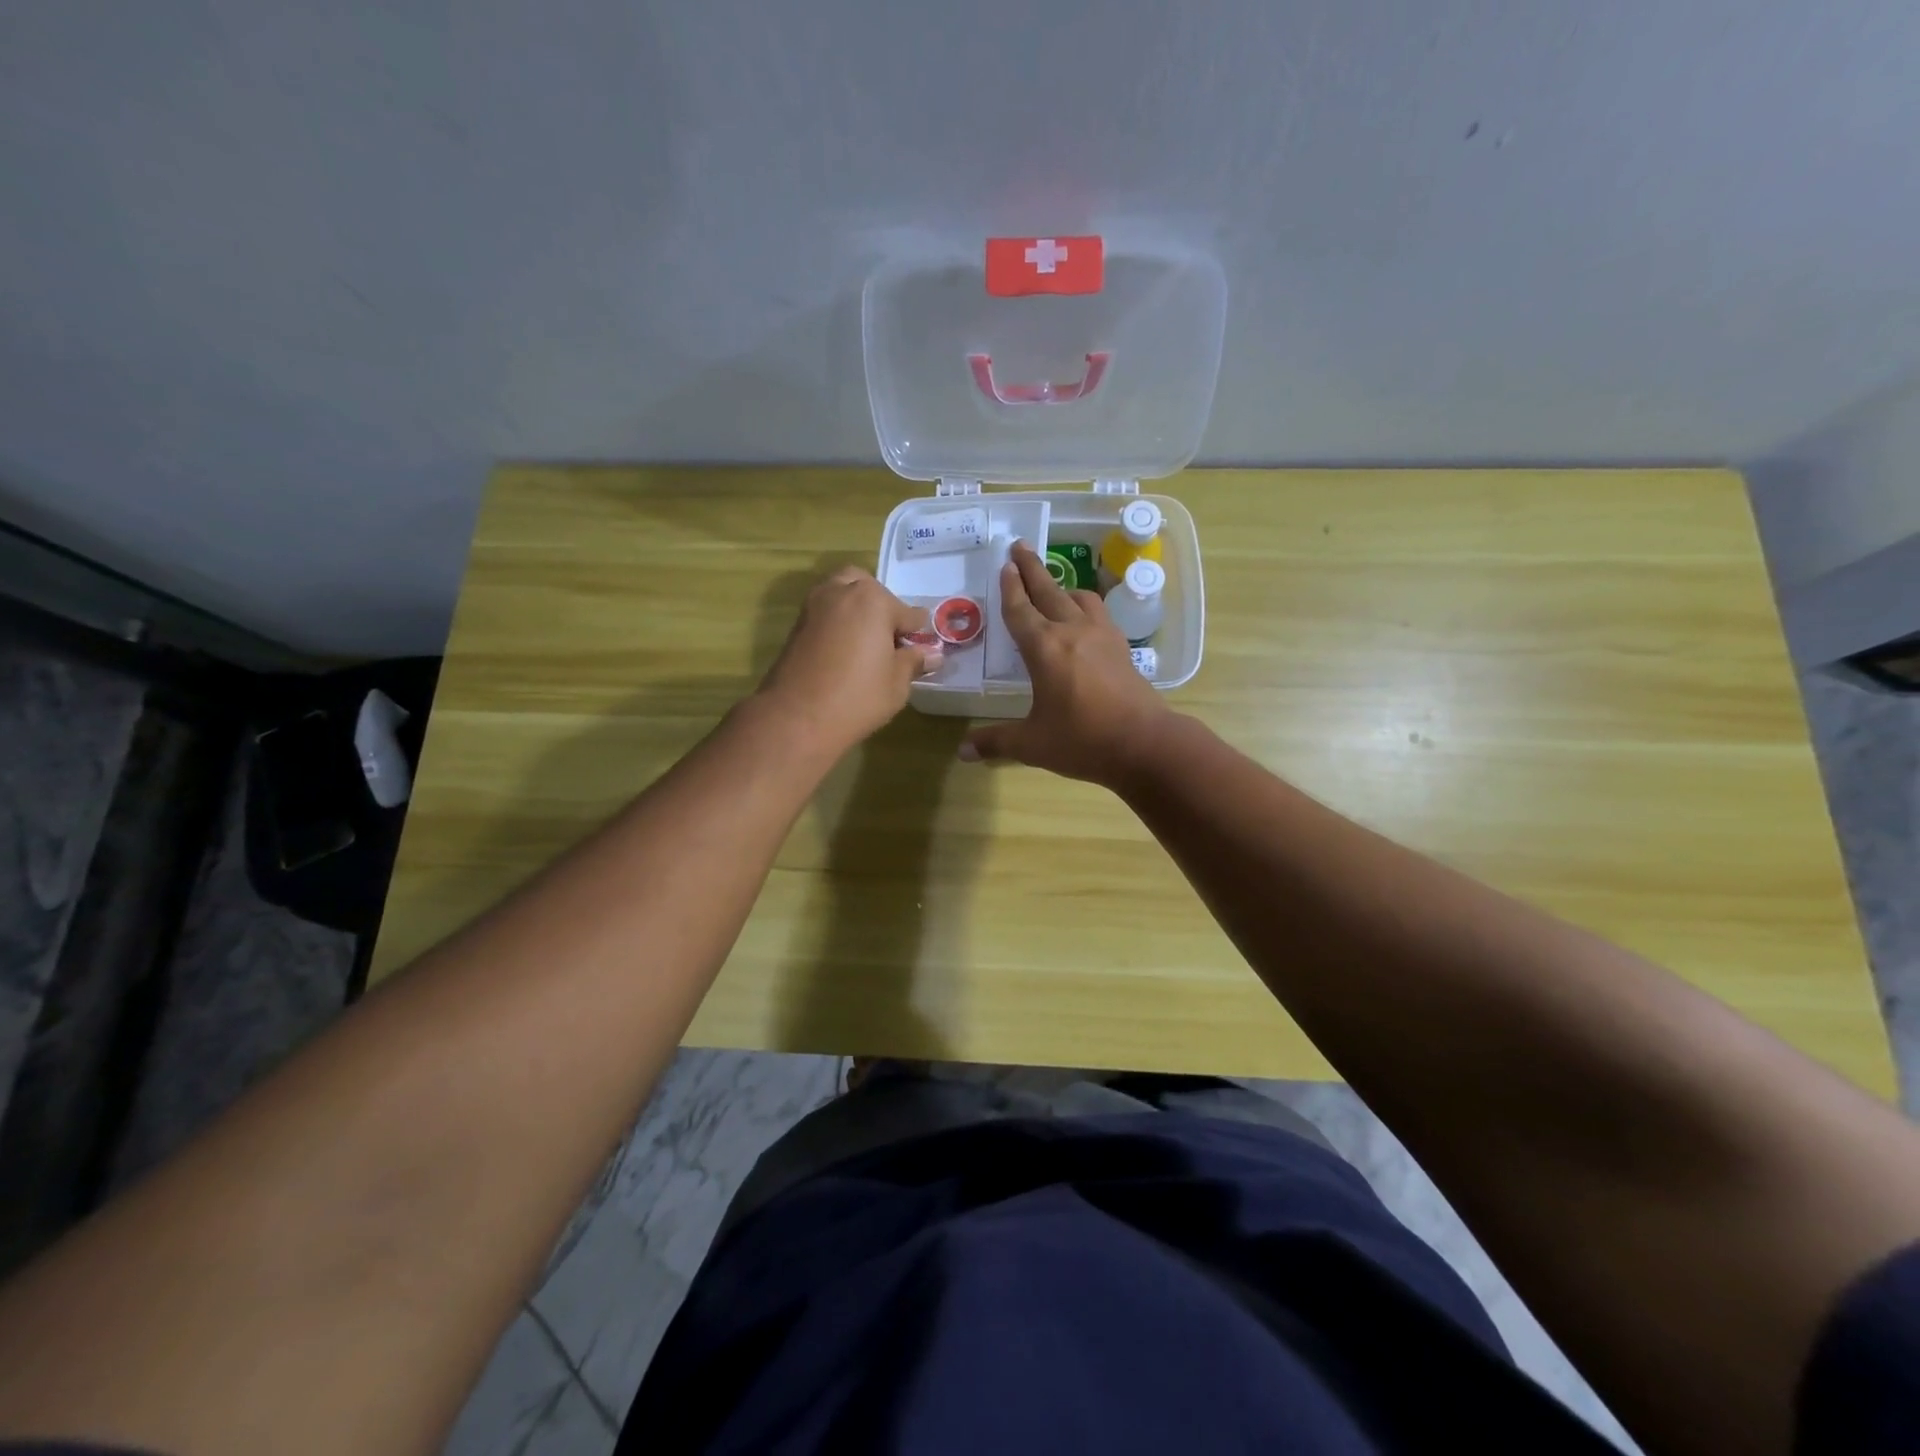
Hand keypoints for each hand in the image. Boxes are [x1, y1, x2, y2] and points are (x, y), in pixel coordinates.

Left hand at [755, 566, 936, 755]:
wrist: (796, 718)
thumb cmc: (857, 698)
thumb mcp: (897, 683)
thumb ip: (914, 661)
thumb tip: (931, 654)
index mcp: (873, 600)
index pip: (908, 612)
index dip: (917, 632)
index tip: (921, 648)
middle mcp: (841, 592)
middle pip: (869, 589)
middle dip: (882, 608)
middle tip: (890, 639)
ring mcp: (814, 606)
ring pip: (842, 594)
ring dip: (857, 610)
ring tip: (867, 644)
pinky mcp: (797, 625)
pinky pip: (826, 613)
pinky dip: (838, 622)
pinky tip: (845, 651)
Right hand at [959, 541, 1173, 786]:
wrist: (1144, 744)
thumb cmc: (1083, 741)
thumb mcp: (1032, 744)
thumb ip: (996, 741)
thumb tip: (963, 752)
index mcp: (1044, 648)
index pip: (1020, 610)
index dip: (1010, 588)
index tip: (1005, 565)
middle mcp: (1072, 631)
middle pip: (1048, 591)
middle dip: (1032, 568)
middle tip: (1020, 546)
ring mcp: (1101, 636)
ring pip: (1079, 598)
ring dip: (1061, 586)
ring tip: (1053, 585)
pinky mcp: (1121, 647)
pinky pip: (1099, 613)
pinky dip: (1084, 605)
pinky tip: (1084, 618)